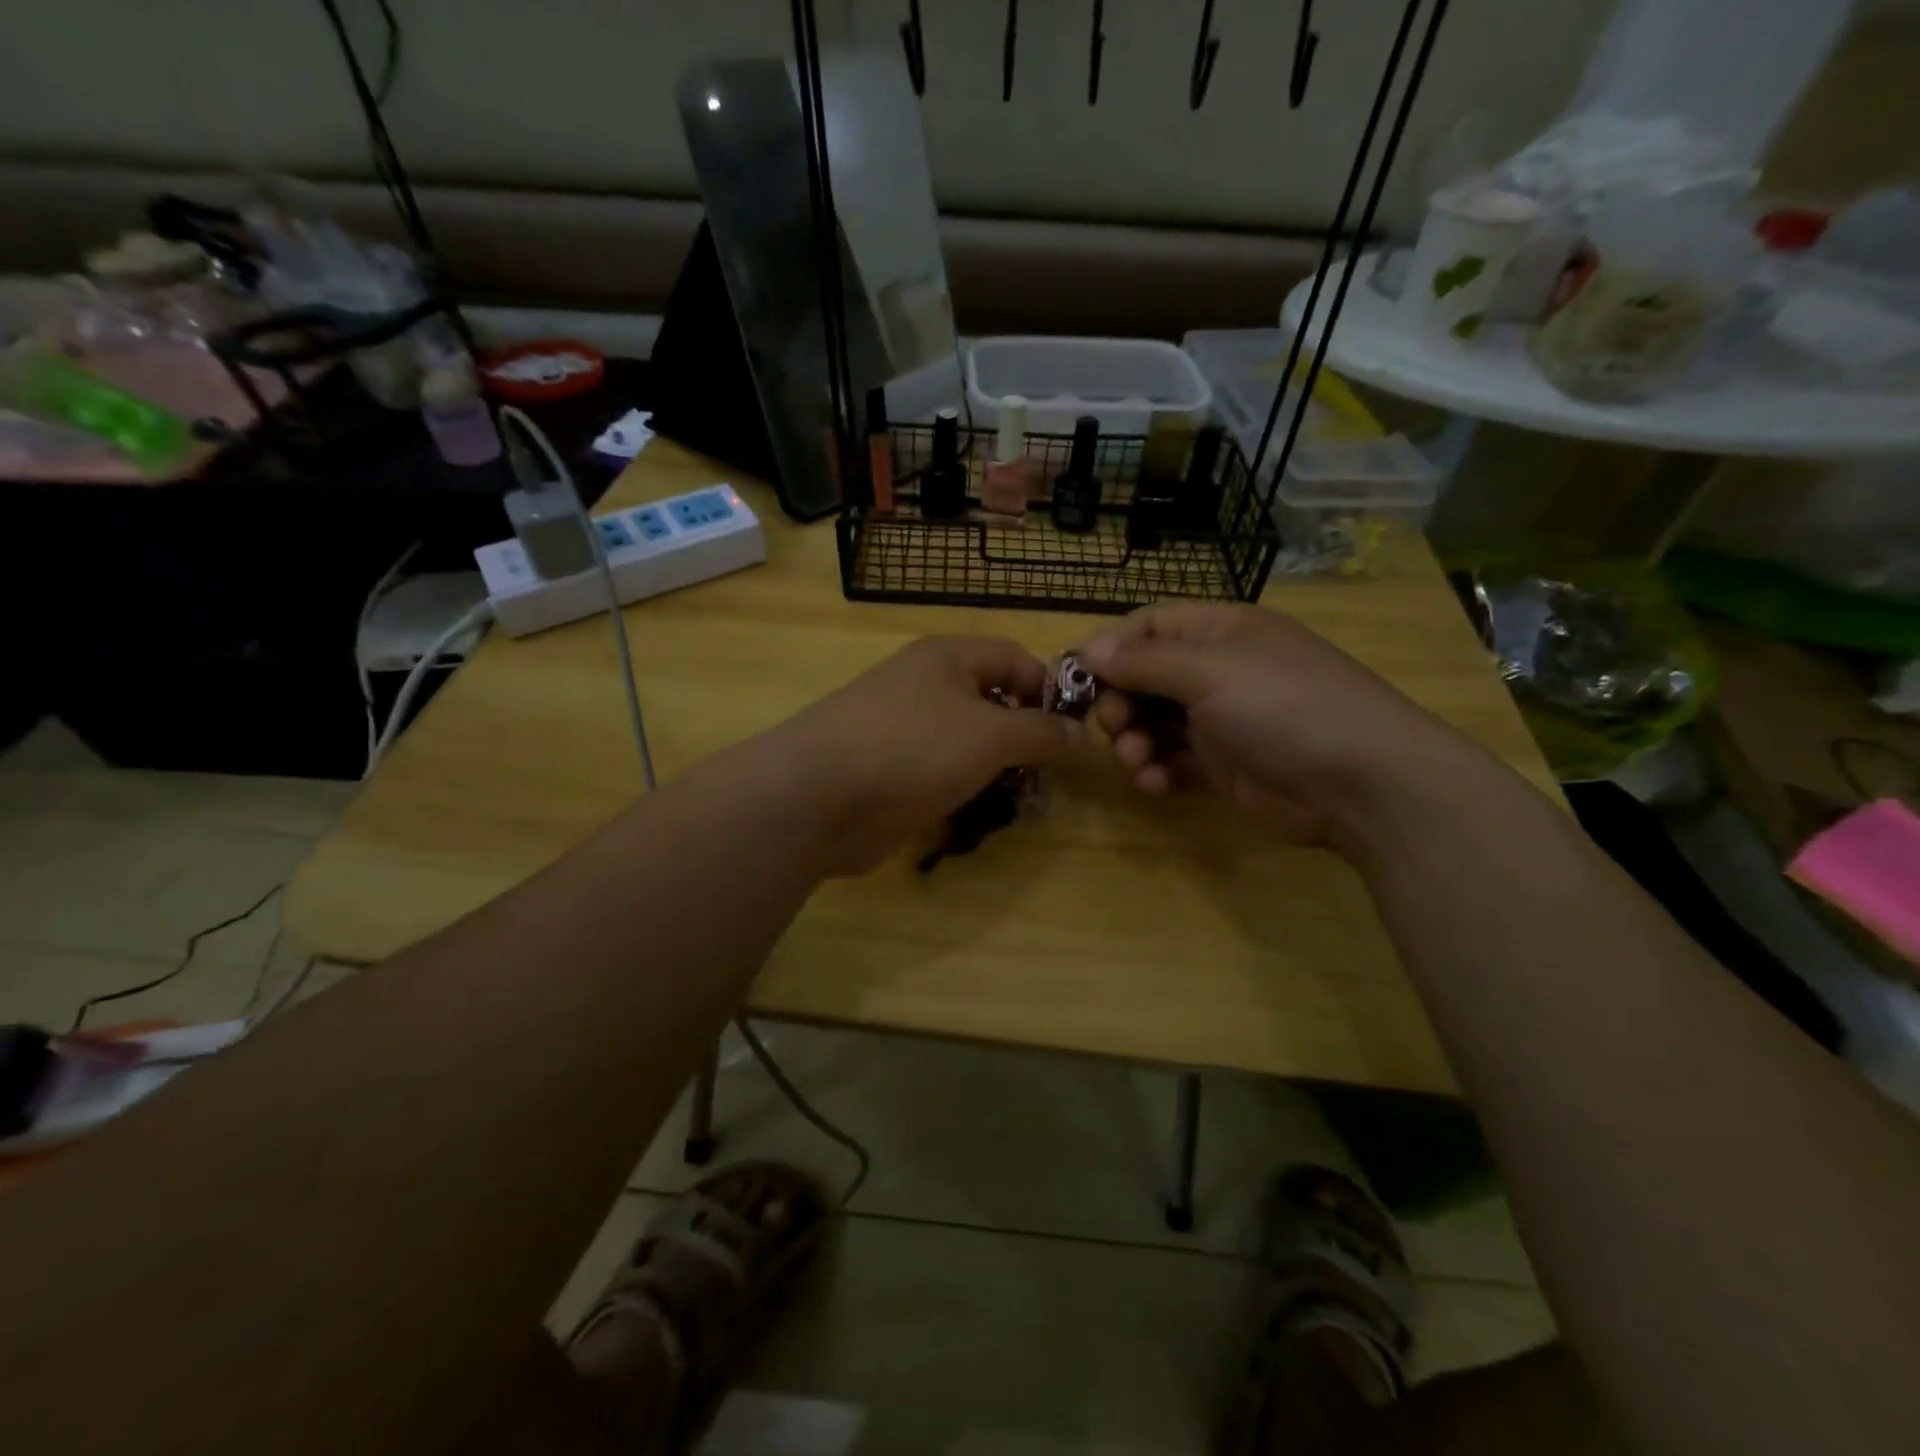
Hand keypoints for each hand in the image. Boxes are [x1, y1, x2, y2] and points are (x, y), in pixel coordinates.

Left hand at [766, 636, 1078, 876]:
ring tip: (1020, 797)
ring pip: (967, 743)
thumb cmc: (913, 748)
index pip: (1015, 657)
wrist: (817, 797)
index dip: (1049, 689)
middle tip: (1050, 773)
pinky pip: (940, 774)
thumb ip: (1041, 732)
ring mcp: (904, 731)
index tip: (1074, 731)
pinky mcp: (891, 773)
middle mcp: (926, 687)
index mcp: (948, 658)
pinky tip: (976, 814)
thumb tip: (1082, 734)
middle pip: (992, 701)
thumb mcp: (991, 735)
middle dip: (1024, 735)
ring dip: (996, 768)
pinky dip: (963, 790)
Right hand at [1079, 603, 1475, 847]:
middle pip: (1142, 678)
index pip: (1148, 626)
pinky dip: (1155, 771)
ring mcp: (1219, 721)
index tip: (1076, 679)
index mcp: (1218, 632)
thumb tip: (1087, 647)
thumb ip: (1144, 662)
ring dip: (1132, 742)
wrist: (1363, 783)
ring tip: (1136, 760)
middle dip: (1118, 702)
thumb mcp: (1211, 673)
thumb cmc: (1285, 707)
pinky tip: (1154, 783)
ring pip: (1151, 723)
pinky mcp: (1221, 767)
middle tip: (1112, 726)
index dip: (1109, 648)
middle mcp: (1215, 671)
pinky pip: (1171, 761)